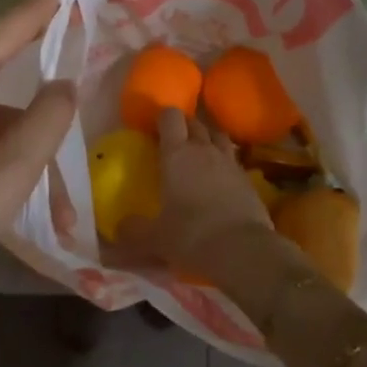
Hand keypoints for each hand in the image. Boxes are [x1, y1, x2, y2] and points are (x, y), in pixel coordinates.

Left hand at [0, 0, 91, 366]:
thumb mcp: (11, 171)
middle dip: (42, 36)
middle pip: (1, 49)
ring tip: (60, 173)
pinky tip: (24, 178)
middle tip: (80, 11)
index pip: (15, 21)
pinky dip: (4, 137)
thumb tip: (63, 85)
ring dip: (25, 119)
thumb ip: (48, 119)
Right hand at [121, 108, 274, 281]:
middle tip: (174, 142)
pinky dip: (225, 163)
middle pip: (195, 122)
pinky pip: (233, 160)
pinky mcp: (248, 179)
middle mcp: (203, 149)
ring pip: (218, 136)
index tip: (154, 129)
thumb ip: (133, 231)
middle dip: (184, 126)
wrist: (243, 250)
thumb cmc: (192, 235)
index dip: (163, 118)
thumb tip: (118, 231)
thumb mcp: (155, 238)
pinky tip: (220, 179)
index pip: (170, 117)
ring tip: (200, 153)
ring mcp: (229, 162)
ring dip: (208, 139)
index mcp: (176, 153)